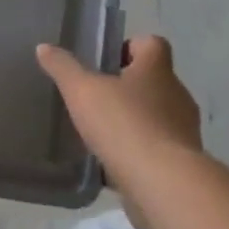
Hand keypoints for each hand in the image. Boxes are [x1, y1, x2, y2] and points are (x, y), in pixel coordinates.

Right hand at [36, 35, 202, 164]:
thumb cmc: (124, 124)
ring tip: (103, 131)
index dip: (131, 46)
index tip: (107, 60)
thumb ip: (63, 68)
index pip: (152, 43)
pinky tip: (114, 161)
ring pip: (158, 116)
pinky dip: (140, 151)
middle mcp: (177, 95)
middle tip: (97, 96)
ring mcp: (184, 131)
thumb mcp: (82, 91)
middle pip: (155, 80)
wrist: (164, 185)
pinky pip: (158, 148)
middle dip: (129, 87)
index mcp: (156, 70)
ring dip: (135, 120)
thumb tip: (44, 47)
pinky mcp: (183, 163)